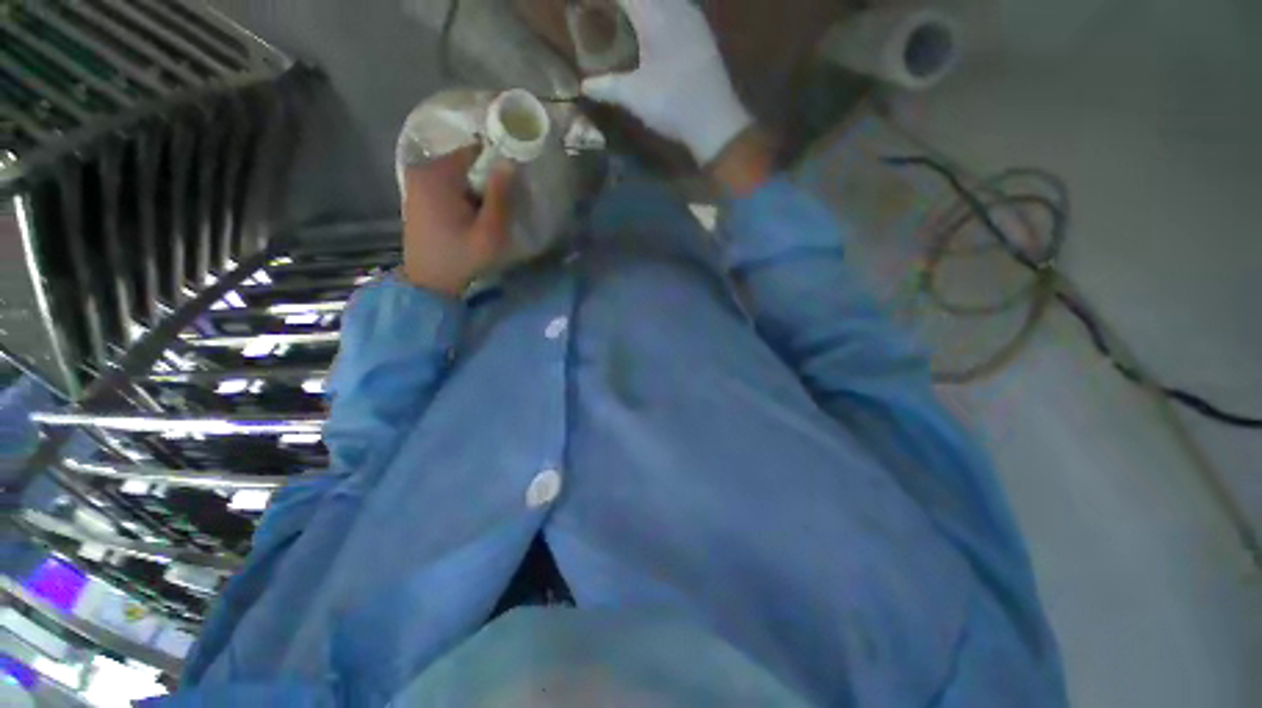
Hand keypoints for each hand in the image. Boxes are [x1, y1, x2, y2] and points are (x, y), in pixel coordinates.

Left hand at [400, 147, 514, 296]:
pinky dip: (462, 197)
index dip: (497, 166)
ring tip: (485, 217)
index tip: (511, 189)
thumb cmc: (462, 258)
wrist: (429, 283)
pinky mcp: (417, 196)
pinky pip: (447, 186)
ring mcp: (416, 183)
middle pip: (466, 163)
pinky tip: (469, 220)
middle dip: (486, 181)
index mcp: (438, 174)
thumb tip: (509, 163)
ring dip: (475, 191)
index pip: (476, 151)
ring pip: (458, 176)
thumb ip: (500, 196)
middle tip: (499, 209)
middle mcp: (422, 170)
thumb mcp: (490, 231)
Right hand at [580, 0, 752, 165]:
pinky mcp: (702, 32)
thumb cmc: (672, 104)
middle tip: (610, 12)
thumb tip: (584, 87)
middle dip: (626, 4)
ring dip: (644, 6)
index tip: (591, 5)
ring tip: (628, 17)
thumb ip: (607, 87)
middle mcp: (677, 6)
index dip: (607, 0)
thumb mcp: (635, 97)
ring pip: (666, 0)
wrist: (715, 120)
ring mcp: (693, 18)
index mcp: (655, 14)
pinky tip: (655, 26)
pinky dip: (661, 11)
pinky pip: (678, 7)